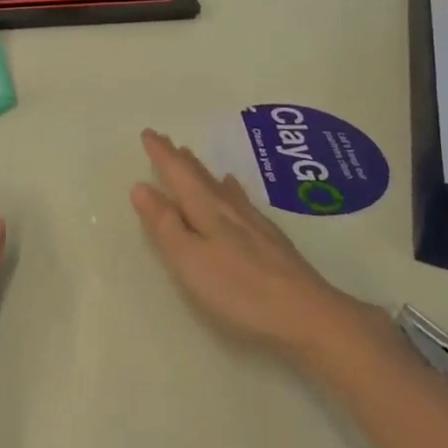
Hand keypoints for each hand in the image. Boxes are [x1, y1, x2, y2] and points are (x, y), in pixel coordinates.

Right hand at [130, 129, 347, 354]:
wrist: (307, 314)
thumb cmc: (239, 290)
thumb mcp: (190, 261)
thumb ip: (165, 225)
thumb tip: (140, 187)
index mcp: (206, 210)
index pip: (178, 174)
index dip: (162, 155)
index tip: (148, 133)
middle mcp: (229, 209)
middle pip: (199, 177)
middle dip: (179, 159)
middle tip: (166, 141)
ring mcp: (253, 223)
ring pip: (220, 187)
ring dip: (202, 171)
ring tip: (190, 156)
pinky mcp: (270, 240)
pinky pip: (241, 201)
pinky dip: (230, 190)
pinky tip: (234, 188)